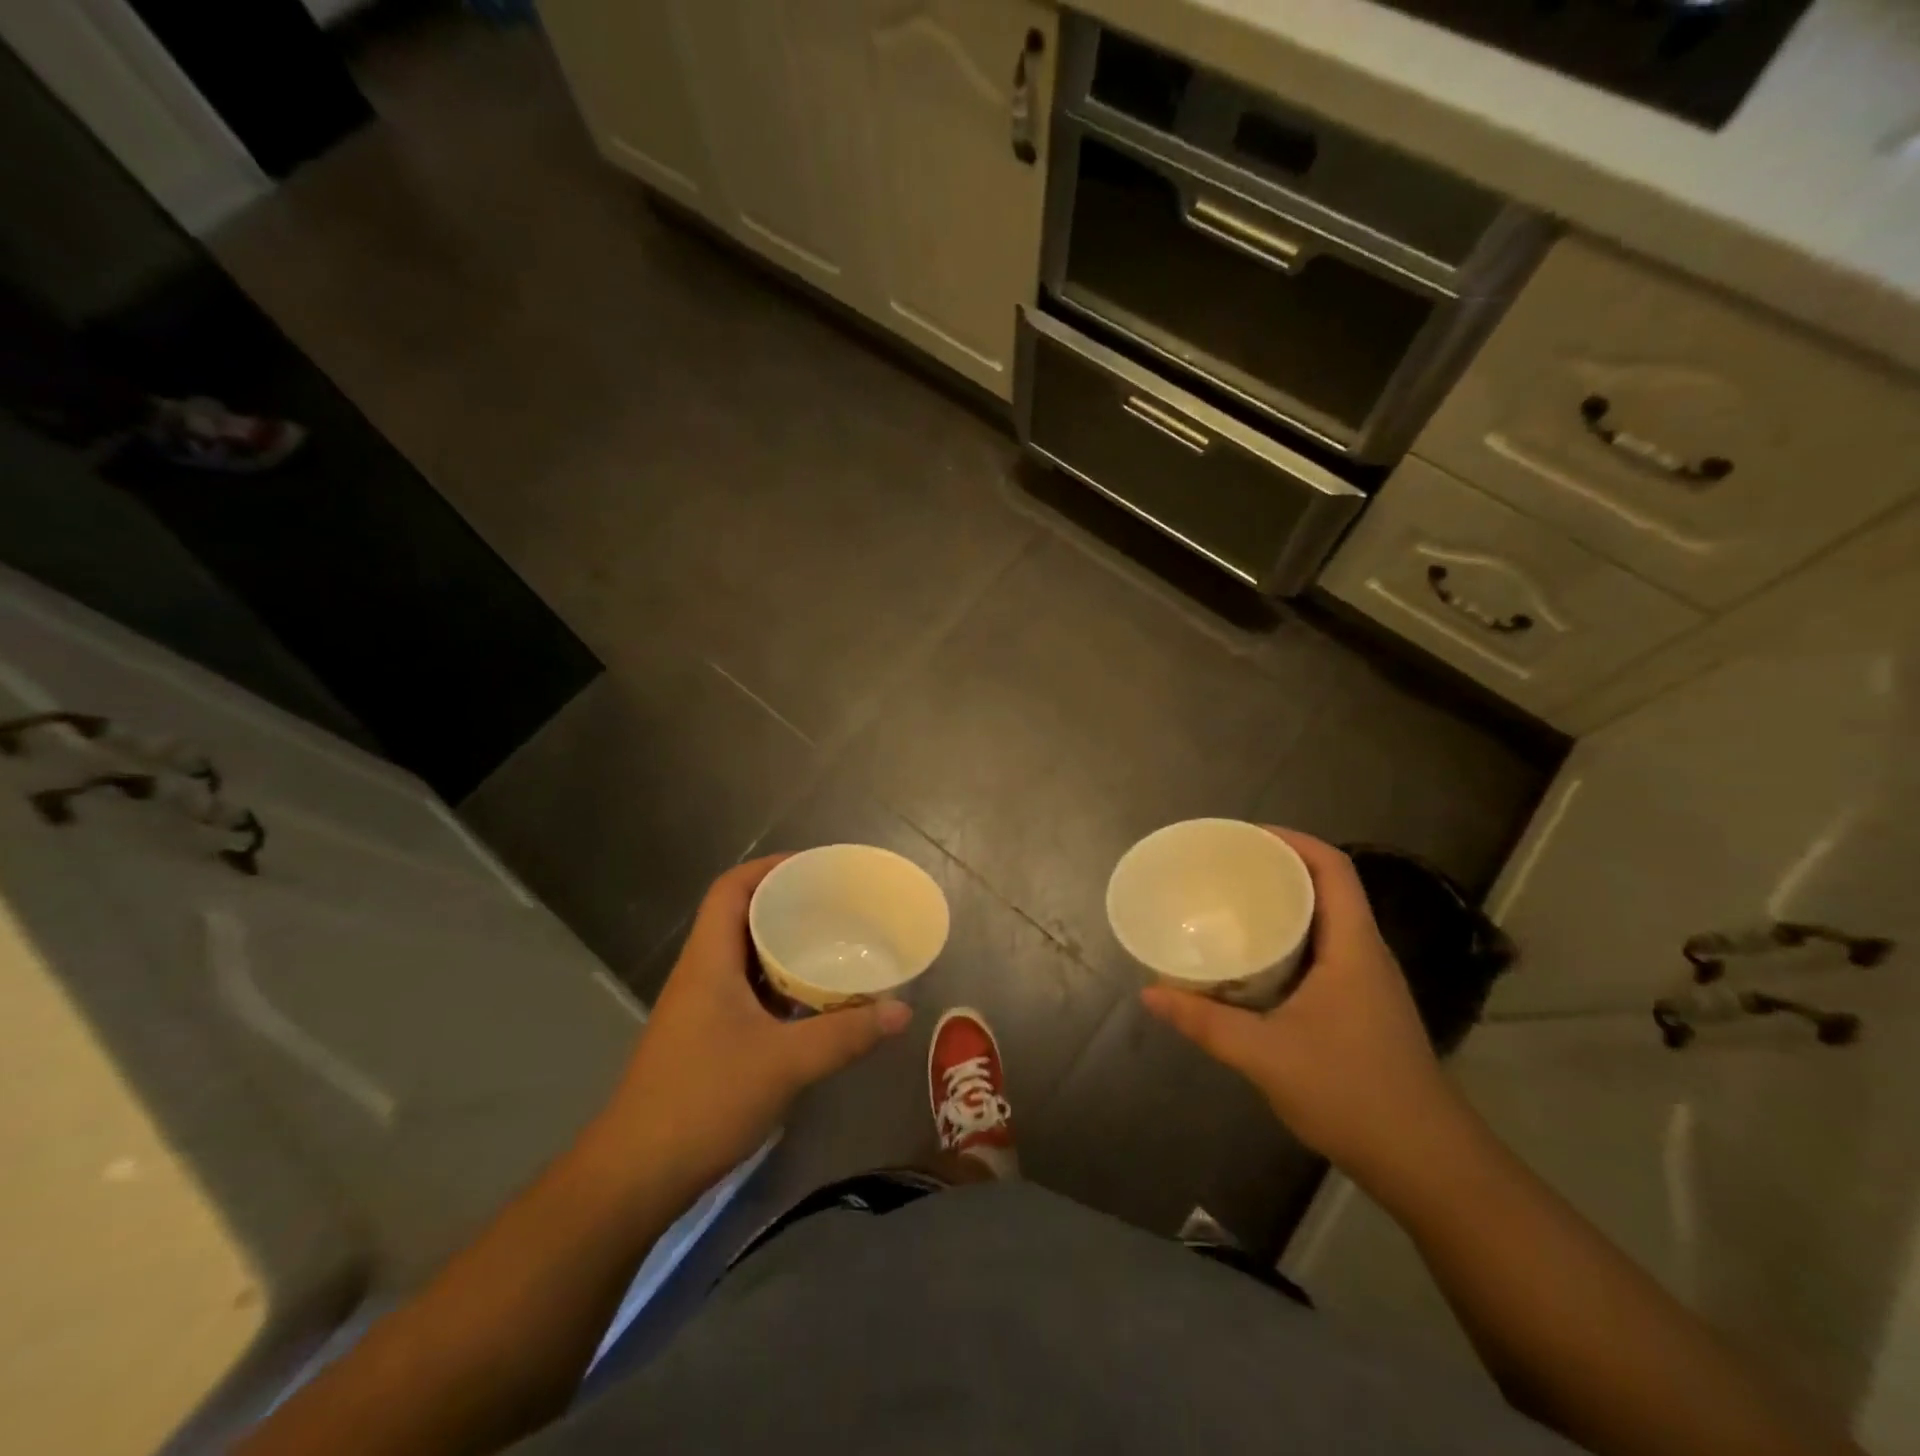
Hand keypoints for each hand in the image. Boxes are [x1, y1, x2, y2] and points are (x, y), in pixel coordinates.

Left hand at [594, 855, 911, 1205]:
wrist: (636, 1176)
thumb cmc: (704, 1100)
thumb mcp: (785, 1063)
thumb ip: (846, 1035)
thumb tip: (902, 1010)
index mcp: (709, 960)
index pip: (730, 889)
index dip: (769, 868)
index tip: (815, 867)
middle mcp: (701, 974)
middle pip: (740, 918)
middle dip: (787, 904)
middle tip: (836, 905)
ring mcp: (701, 1008)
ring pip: (746, 958)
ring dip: (784, 947)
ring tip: (833, 944)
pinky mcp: (707, 1039)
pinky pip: (748, 992)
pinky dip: (780, 985)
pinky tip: (813, 1001)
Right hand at [1141, 828, 1462, 1185]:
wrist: (1428, 1166)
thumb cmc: (1352, 1094)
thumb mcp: (1265, 1055)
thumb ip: (1205, 1021)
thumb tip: (1149, 993)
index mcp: (1354, 947)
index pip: (1333, 869)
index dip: (1292, 841)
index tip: (1244, 836)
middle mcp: (1366, 955)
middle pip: (1328, 888)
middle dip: (1278, 869)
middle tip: (1225, 869)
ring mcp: (1368, 984)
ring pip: (1326, 923)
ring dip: (1284, 907)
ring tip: (1232, 905)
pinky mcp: (1363, 1010)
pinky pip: (1324, 954)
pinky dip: (1290, 942)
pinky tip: (1255, 963)